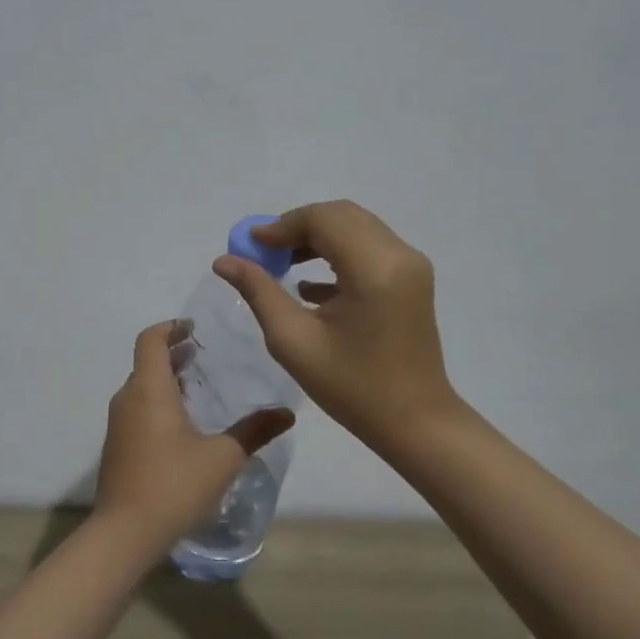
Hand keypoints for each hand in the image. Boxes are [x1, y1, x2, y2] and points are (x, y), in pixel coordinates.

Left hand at [95, 320, 295, 547]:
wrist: (124, 533)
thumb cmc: (174, 485)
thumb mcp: (223, 457)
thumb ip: (255, 431)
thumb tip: (287, 414)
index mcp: (149, 389)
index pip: (150, 340)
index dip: (171, 327)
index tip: (194, 328)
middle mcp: (128, 399)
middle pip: (146, 361)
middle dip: (173, 353)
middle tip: (203, 354)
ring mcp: (118, 424)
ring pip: (141, 387)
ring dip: (166, 379)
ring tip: (197, 385)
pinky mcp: (117, 446)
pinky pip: (137, 409)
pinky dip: (158, 401)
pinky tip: (182, 424)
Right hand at [212, 200, 459, 451]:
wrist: (415, 422)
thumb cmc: (351, 387)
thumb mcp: (294, 341)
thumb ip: (259, 292)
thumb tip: (224, 260)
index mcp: (373, 269)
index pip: (322, 220)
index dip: (282, 226)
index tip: (250, 245)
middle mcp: (399, 255)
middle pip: (340, 216)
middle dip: (297, 227)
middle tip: (263, 253)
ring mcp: (411, 265)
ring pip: (356, 228)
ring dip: (316, 238)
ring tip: (280, 265)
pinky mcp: (412, 279)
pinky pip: (369, 248)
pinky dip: (337, 254)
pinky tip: (308, 288)